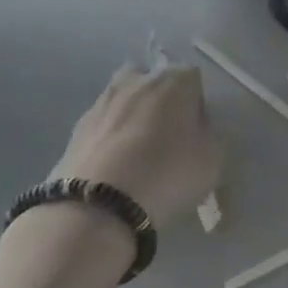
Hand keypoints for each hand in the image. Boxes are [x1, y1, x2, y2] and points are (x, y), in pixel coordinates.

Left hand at [51, 62, 223, 229]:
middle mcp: (138, 80)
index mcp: (175, 79)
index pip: (194, 80)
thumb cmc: (168, 174)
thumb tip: (197, 129)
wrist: (97, 208)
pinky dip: (110, 142)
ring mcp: (102, 102)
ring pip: (125, 104)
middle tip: (166, 141)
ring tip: (137, 159)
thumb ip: (210, 133)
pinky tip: (114, 171)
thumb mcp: (213, 157)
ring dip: (132, 121)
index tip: (196, 134)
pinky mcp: (75, 130)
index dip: (197, 107)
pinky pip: (103, 129)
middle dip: (161, 105)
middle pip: (156, 85)